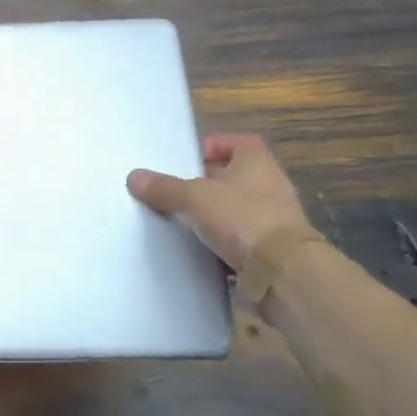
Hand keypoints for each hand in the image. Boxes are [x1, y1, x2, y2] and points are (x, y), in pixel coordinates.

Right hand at [127, 134, 311, 269]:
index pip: (239, 142)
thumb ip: (164, 187)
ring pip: (236, 208)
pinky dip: (222, 241)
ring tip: (182, 220)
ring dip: (214, 213)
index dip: (214, 146)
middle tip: (175, 190)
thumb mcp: (194, 197)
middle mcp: (270, 186)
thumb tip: (134, 177)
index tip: (188, 159)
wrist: (283, 273)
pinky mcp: (272, 250)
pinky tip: (199, 247)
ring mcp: (274, 220)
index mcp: (257, 163)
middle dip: (205, 182)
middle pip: (234, 176)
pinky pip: (240, 238)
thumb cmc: (242, 218)